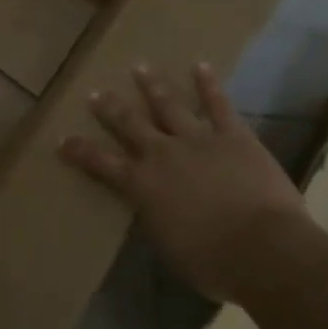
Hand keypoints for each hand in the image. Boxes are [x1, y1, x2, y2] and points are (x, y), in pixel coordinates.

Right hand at [60, 63, 309, 302]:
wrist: (264, 250)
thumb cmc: (213, 263)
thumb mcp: (169, 246)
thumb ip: (156, 218)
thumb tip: (152, 208)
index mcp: (142, 185)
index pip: (101, 163)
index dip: (80, 150)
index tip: (63, 139)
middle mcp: (162, 154)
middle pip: (129, 124)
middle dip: (111, 108)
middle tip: (96, 92)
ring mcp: (197, 140)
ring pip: (168, 105)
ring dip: (152, 86)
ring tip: (140, 67)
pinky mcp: (233, 137)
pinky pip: (218, 106)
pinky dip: (208, 85)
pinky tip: (200, 66)